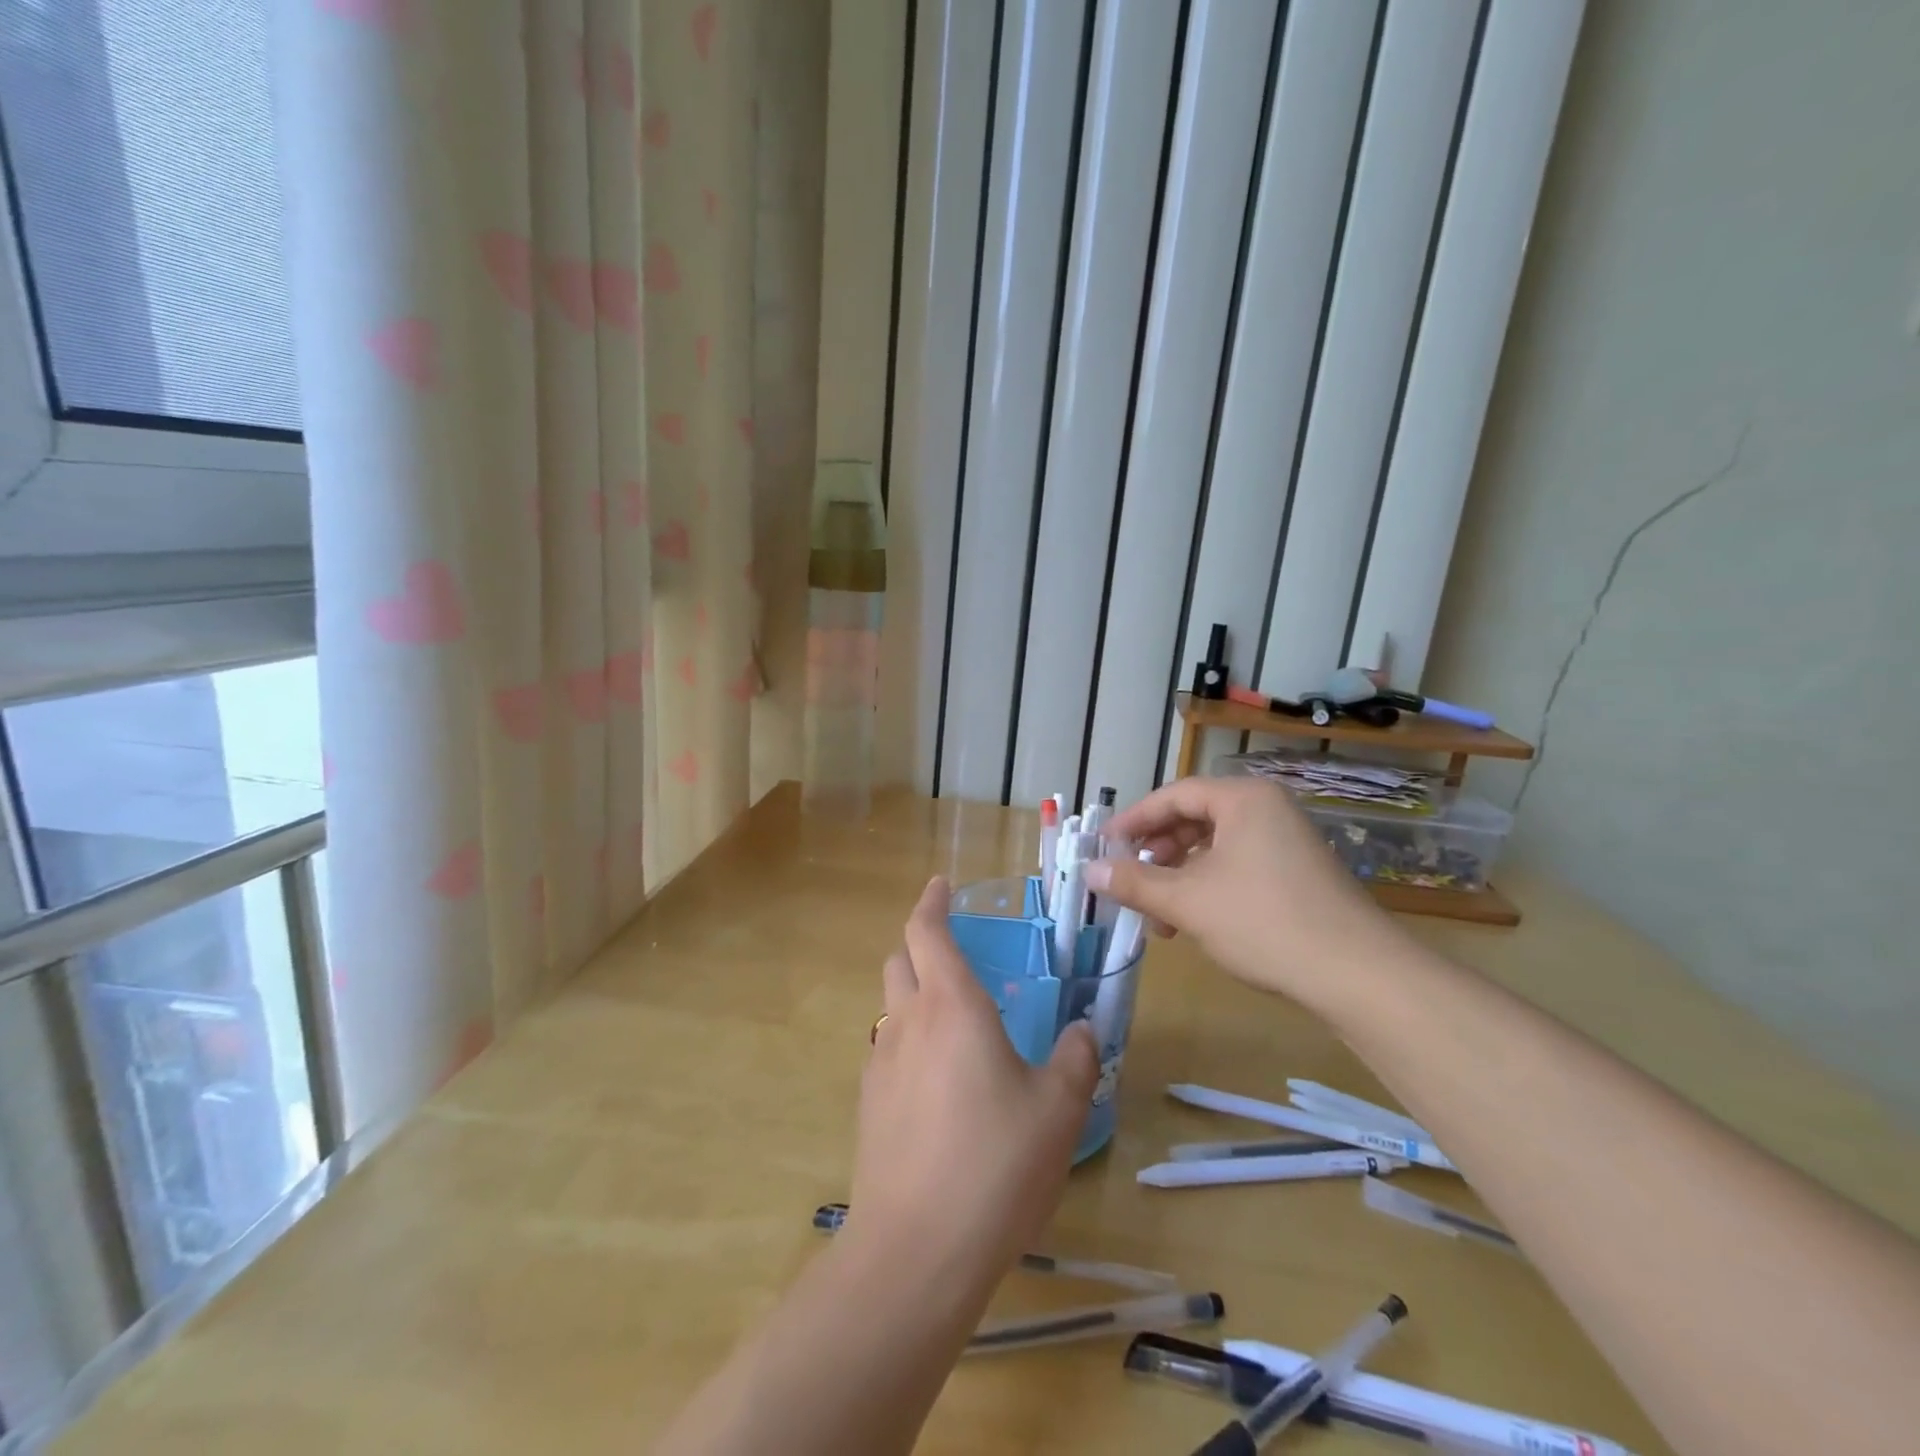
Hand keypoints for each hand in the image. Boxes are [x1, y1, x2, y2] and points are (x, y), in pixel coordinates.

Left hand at [849, 878, 1097, 1286]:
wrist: (917, 1249)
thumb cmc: (995, 1163)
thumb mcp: (1057, 1110)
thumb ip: (1074, 1059)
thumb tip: (1081, 1029)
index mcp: (952, 1005)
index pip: (925, 930)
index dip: (931, 902)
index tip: (941, 884)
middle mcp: (908, 1021)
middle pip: (899, 960)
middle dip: (921, 944)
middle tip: (956, 954)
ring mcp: (881, 1063)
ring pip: (891, 1005)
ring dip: (914, 994)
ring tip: (954, 1022)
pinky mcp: (869, 1104)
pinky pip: (888, 1050)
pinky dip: (908, 1042)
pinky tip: (937, 1083)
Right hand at [1084, 777, 1402, 1013]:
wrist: (1358, 975)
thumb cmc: (1264, 922)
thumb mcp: (1188, 901)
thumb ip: (1134, 883)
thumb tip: (1088, 870)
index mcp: (1243, 799)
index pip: (1174, 795)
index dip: (1133, 819)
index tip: (1104, 845)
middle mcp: (1267, 810)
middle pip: (1194, 819)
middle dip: (1156, 853)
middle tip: (1129, 879)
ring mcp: (1287, 842)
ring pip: (1215, 848)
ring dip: (1179, 877)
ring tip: (1158, 915)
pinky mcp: (1297, 874)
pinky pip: (1238, 866)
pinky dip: (1208, 888)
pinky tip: (1193, 922)